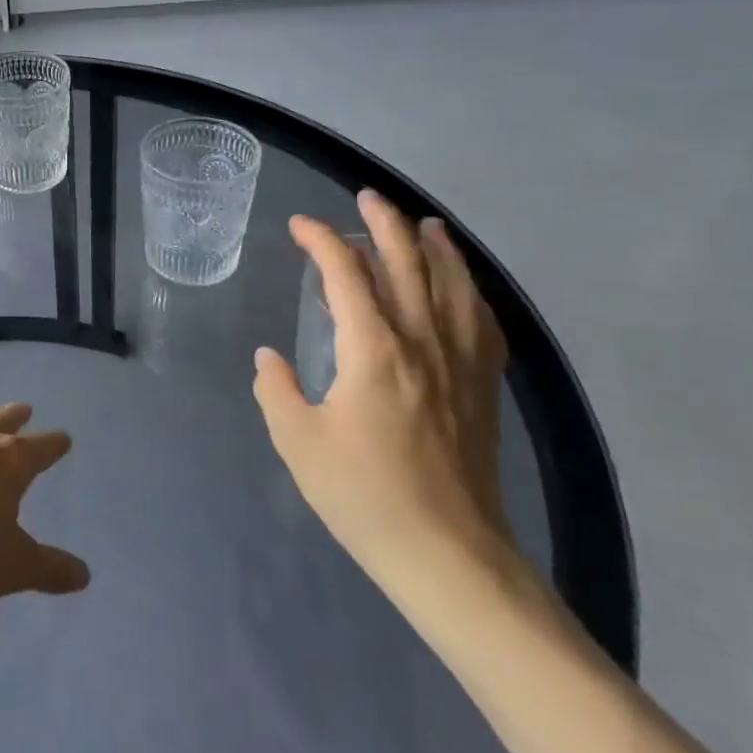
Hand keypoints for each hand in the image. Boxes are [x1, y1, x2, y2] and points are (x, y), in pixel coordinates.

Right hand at [251, 190, 514, 587]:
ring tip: (426, 224)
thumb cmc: (364, 496)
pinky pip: (483, 323)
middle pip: (409, 264)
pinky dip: (471, 293)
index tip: (299, 226)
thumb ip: (277, 391)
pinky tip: (465, 288)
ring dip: (437, 248)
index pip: (346, 275)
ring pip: (454, 286)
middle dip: (385, 224)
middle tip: (367, 198)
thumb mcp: (298, 442)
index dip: (322, 241)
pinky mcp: (483, 388)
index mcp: (373, 350)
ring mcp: (461, 363)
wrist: (447, 554)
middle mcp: (423, 342)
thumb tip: (268, 358)